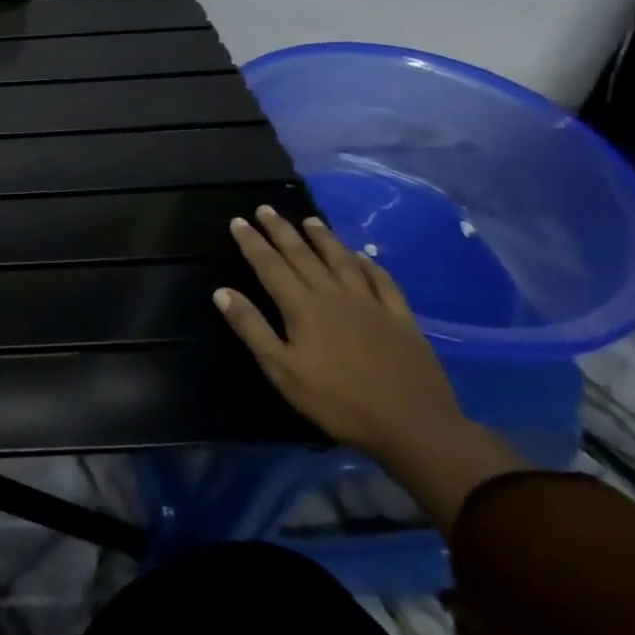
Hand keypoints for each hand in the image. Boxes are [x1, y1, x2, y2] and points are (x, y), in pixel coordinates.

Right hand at [214, 206, 463, 458]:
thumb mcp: (281, 369)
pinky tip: (362, 255)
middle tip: (266, 209)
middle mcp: (334, 295)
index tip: (239, 221)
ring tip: (310, 220)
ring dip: (323, 238)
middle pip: (303, 255)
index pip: (270, 266)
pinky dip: (369, 264)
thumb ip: (251, 328)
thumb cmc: (336, 400)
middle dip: (281, 231)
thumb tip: (222, 292)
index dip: (252, 243)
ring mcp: (371, 304)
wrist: (412, 425)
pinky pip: (382, 281)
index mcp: (302, 307)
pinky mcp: (400, 318)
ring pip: (342, 260)